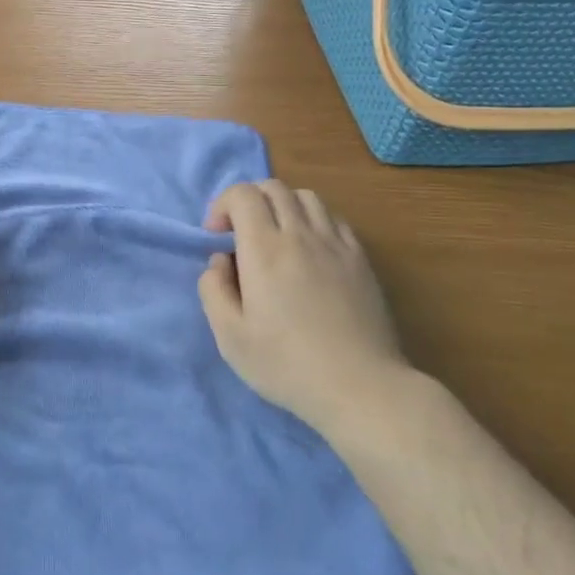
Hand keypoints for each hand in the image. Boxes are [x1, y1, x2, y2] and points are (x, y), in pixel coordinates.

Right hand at [198, 180, 407, 432]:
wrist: (361, 387)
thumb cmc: (287, 365)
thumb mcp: (230, 337)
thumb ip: (213, 289)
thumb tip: (220, 260)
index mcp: (265, 249)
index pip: (243, 194)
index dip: (223, 204)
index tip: (216, 236)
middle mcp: (301, 234)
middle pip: (274, 187)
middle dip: (248, 200)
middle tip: (240, 234)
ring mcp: (336, 243)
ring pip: (306, 197)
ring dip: (282, 205)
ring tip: (276, 237)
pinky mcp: (361, 259)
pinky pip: (334, 218)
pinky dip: (313, 220)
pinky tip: (310, 250)